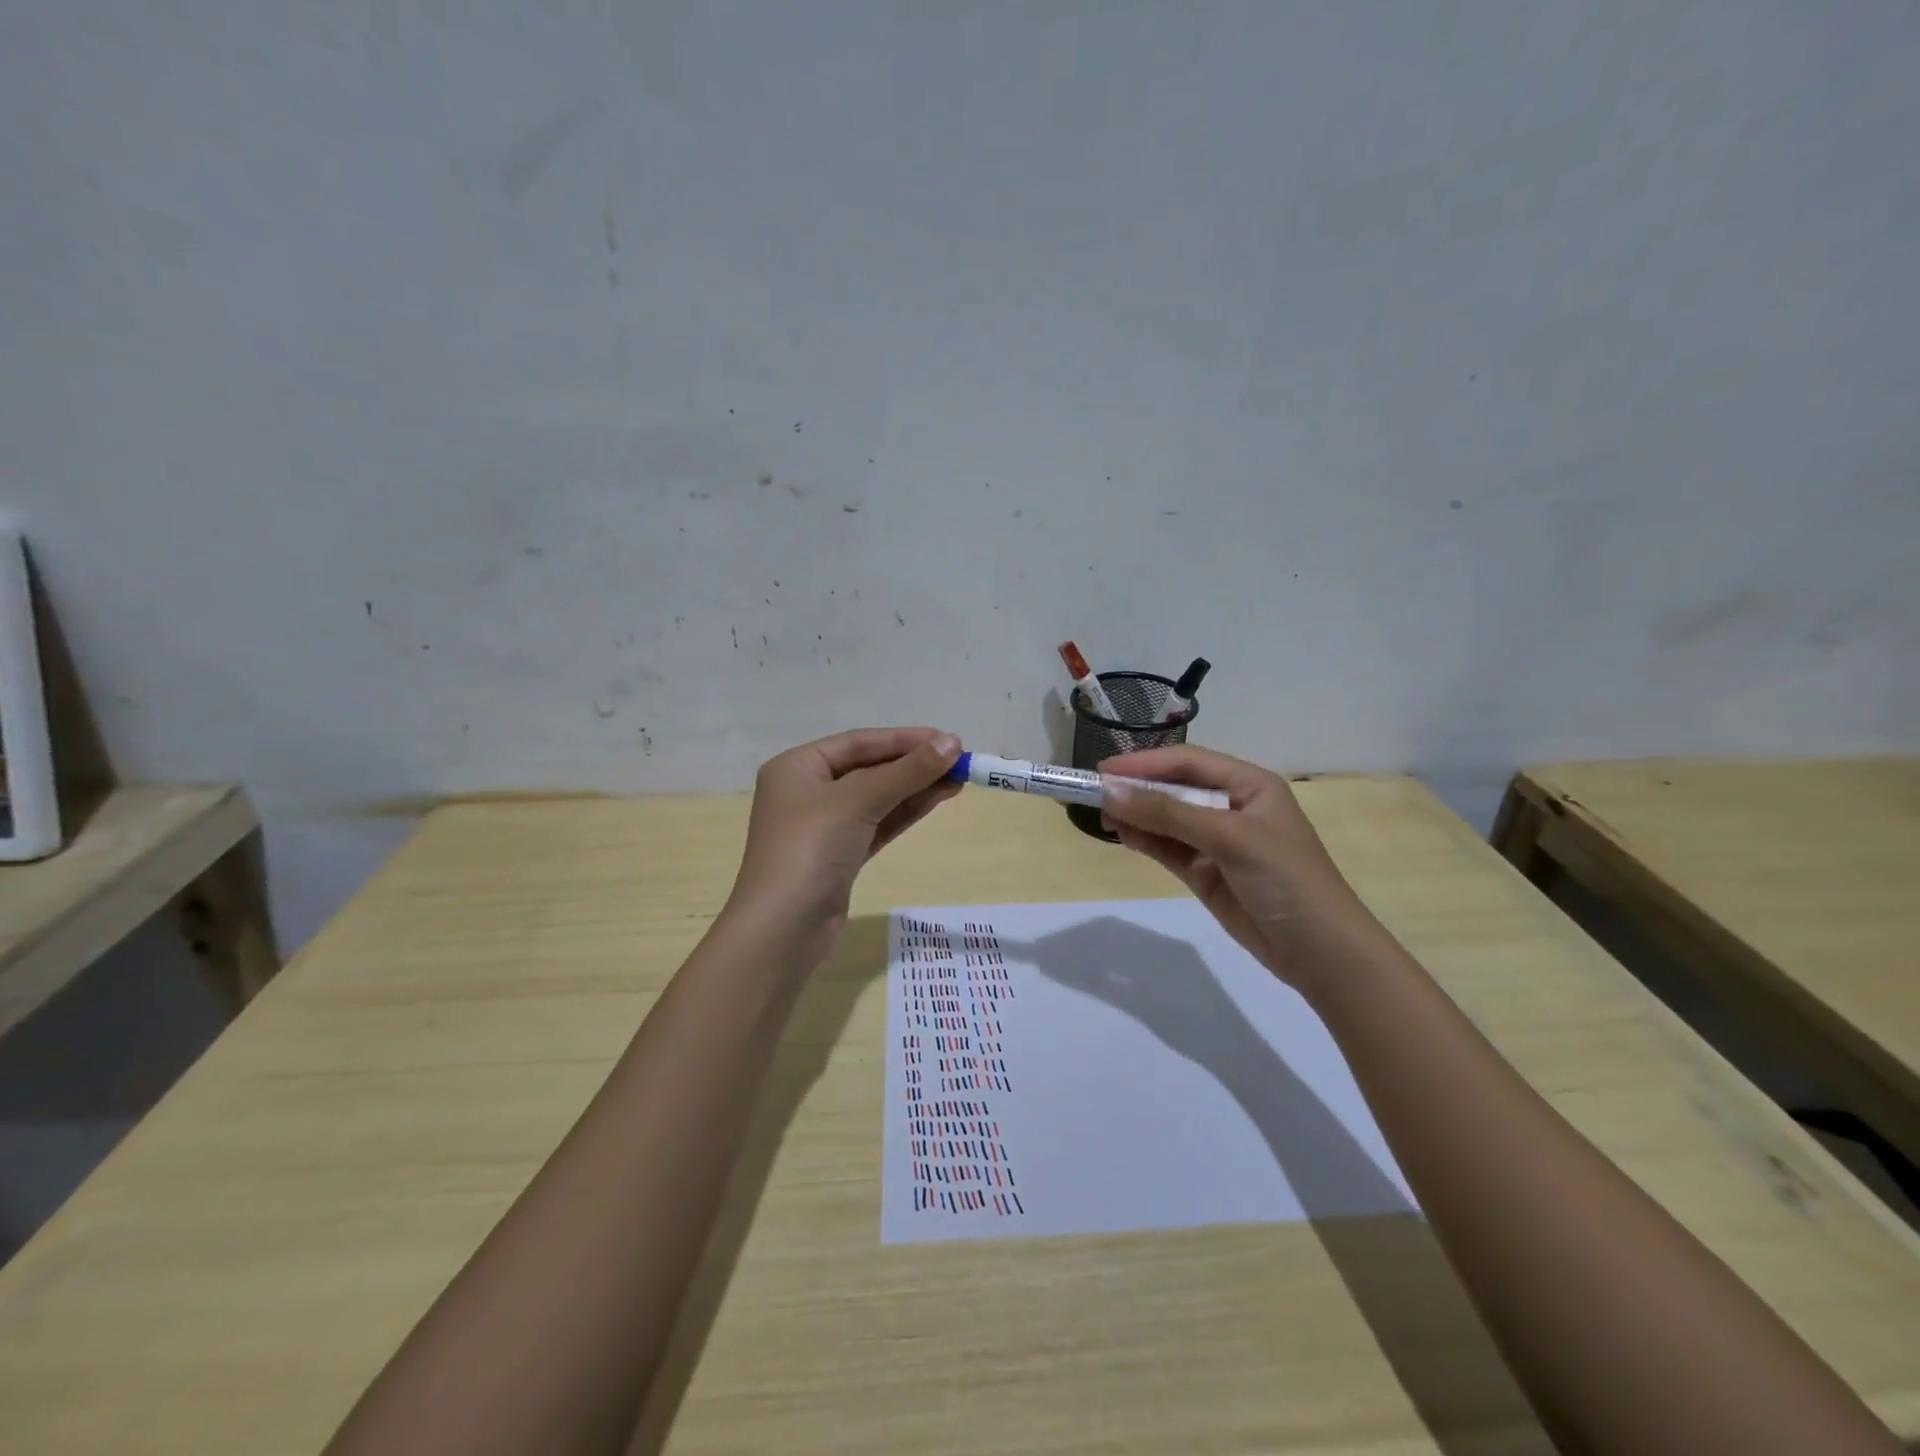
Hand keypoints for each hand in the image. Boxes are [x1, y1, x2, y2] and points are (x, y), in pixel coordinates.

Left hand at [728, 727, 962, 951]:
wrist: (783, 930)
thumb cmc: (811, 849)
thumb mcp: (859, 801)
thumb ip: (907, 771)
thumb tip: (952, 743)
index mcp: (797, 767)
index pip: (858, 743)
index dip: (904, 739)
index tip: (948, 740)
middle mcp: (807, 792)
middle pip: (868, 769)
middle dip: (913, 765)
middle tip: (960, 761)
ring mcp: (823, 827)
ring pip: (876, 798)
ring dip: (915, 788)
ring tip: (958, 780)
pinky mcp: (839, 856)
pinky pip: (877, 824)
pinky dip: (904, 812)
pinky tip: (935, 800)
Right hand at [1099, 745, 1377, 993]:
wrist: (1321, 953)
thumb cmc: (1285, 879)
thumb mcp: (1229, 838)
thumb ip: (1168, 814)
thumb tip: (1110, 793)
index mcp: (1249, 785)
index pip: (1188, 763)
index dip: (1145, 763)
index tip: (1103, 769)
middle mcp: (1232, 806)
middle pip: (1174, 788)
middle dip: (1136, 790)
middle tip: (1094, 794)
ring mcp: (1217, 842)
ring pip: (1166, 819)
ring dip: (1137, 816)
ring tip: (1104, 818)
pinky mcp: (1206, 873)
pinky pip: (1168, 848)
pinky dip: (1145, 840)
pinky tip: (1123, 836)